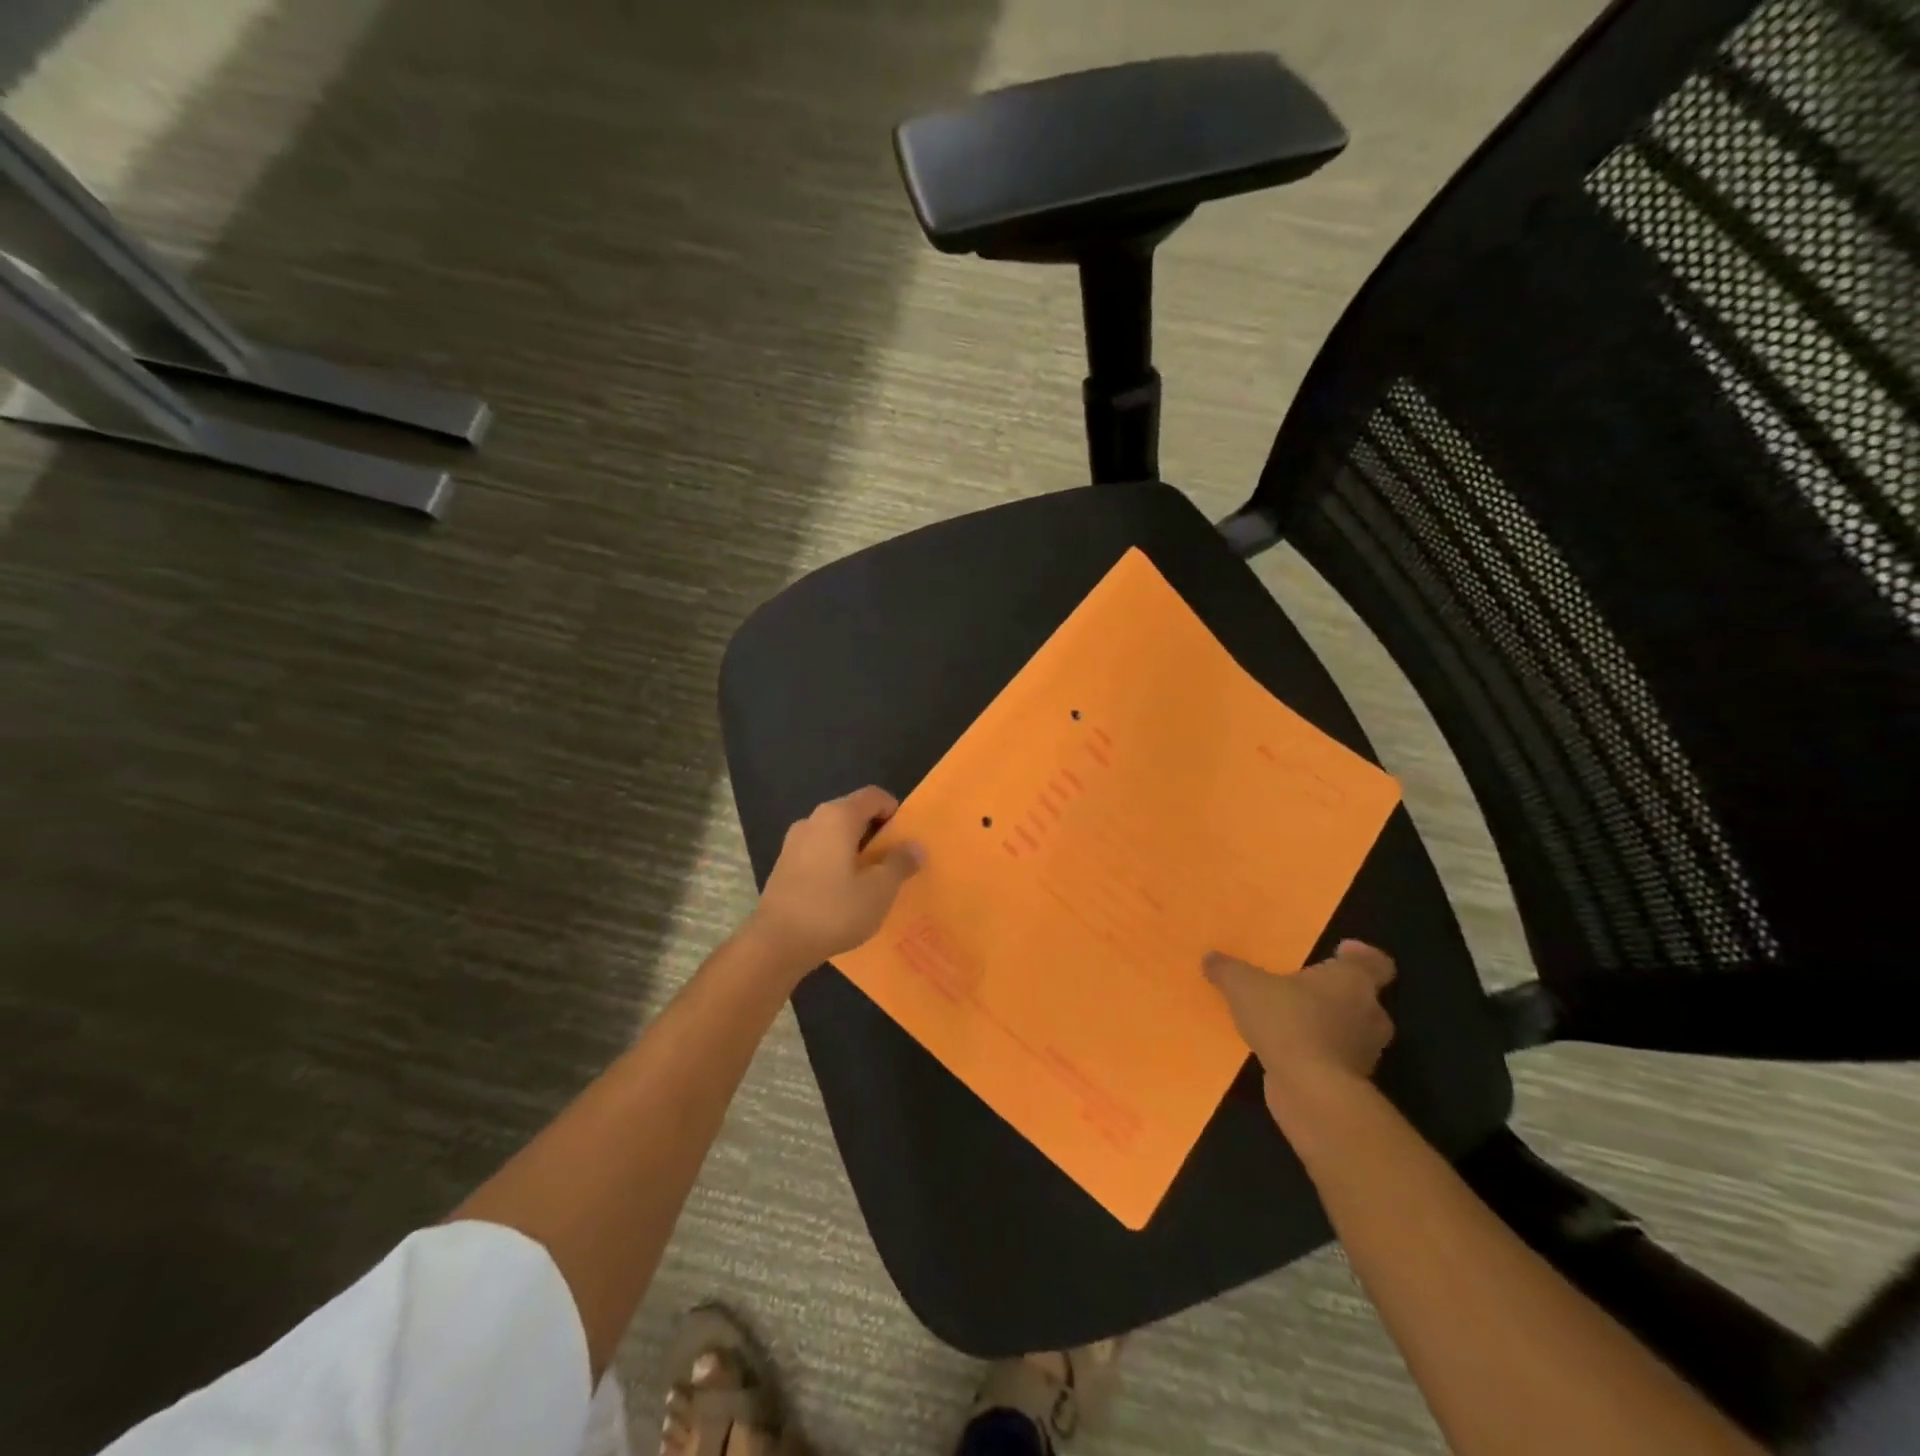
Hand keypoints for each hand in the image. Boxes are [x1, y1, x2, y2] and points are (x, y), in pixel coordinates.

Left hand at [747, 787, 923, 971]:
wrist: (777, 943)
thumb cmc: (834, 910)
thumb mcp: (879, 890)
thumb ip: (900, 863)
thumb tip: (915, 846)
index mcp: (838, 816)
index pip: (874, 796)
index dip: (894, 811)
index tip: (905, 839)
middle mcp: (813, 820)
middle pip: (853, 814)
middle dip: (876, 834)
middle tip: (893, 863)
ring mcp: (794, 842)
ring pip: (835, 835)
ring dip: (855, 850)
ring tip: (870, 881)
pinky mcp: (784, 865)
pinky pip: (819, 852)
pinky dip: (836, 863)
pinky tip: (843, 893)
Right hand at [1204, 940, 1396, 1120]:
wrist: (1310, 1090)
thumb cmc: (1287, 1021)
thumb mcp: (1244, 986)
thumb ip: (1228, 970)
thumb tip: (1210, 958)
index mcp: (1353, 981)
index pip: (1376, 963)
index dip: (1362, 956)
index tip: (1340, 951)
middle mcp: (1369, 1014)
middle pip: (1362, 997)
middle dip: (1336, 994)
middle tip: (1303, 989)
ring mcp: (1365, 1052)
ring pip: (1350, 1030)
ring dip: (1327, 1026)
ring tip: (1290, 1021)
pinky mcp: (1353, 1083)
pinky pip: (1336, 1059)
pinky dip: (1318, 1054)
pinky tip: (1288, 1052)